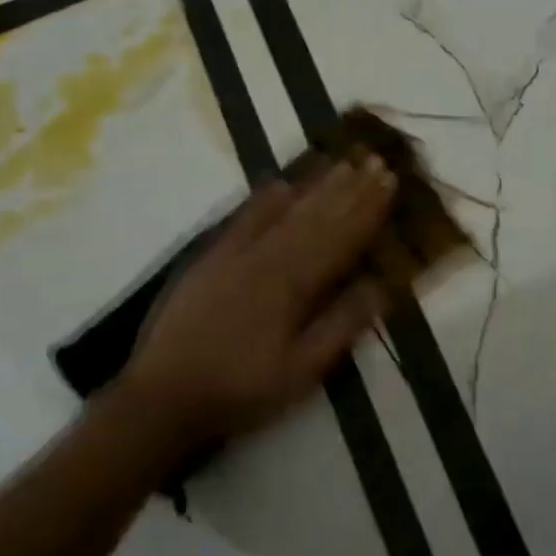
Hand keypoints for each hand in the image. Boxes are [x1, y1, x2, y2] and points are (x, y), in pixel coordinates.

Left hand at [112, 158, 397, 454]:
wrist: (165, 396)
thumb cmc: (243, 388)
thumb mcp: (303, 370)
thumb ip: (342, 324)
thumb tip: (382, 285)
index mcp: (295, 285)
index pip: (342, 238)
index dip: (368, 209)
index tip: (390, 180)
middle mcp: (269, 258)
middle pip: (318, 217)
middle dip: (350, 188)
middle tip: (375, 159)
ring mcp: (237, 254)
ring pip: (285, 211)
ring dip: (316, 186)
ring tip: (342, 162)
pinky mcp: (211, 259)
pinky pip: (243, 219)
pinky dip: (264, 200)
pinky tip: (281, 184)